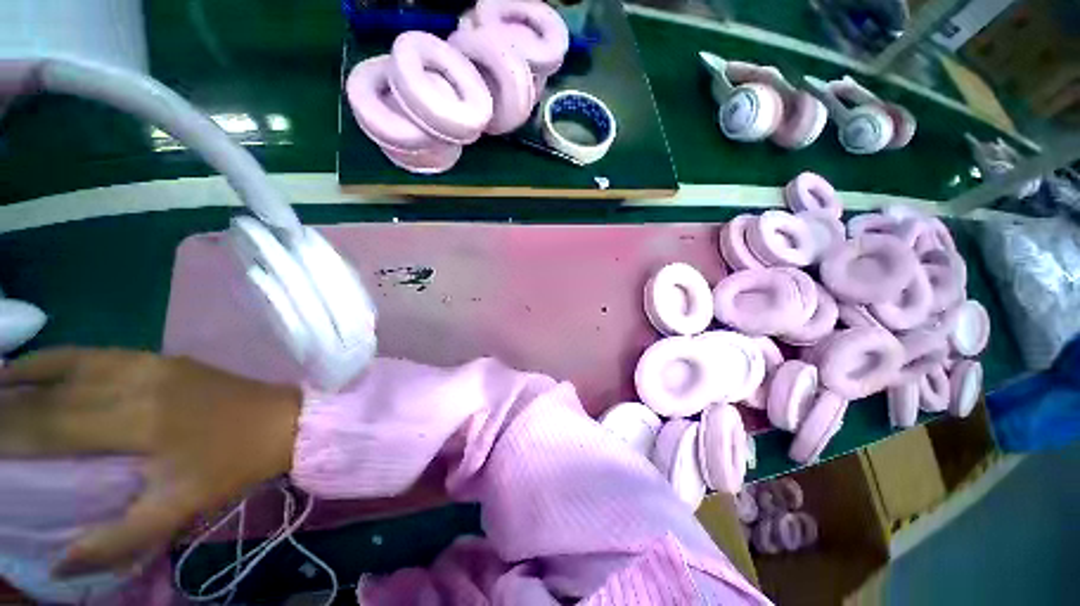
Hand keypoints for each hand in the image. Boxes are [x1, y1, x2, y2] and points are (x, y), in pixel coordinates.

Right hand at [0, 348, 300, 576]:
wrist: (286, 420)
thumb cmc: (234, 465)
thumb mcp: (177, 509)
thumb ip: (118, 540)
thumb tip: (60, 563)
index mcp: (137, 424)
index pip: (51, 426)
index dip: (8, 432)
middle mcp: (137, 384)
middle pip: (55, 394)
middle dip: (9, 405)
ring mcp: (153, 365)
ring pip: (73, 364)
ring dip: (28, 374)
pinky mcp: (165, 359)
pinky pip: (102, 353)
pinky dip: (64, 358)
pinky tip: (44, 366)